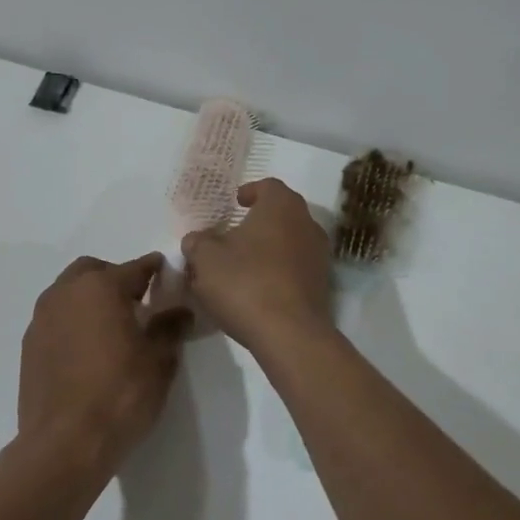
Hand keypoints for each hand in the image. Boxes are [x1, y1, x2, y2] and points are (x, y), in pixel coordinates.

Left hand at [19, 254, 190, 473]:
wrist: (63, 444)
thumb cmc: (119, 395)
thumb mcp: (159, 361)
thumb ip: (170, 328)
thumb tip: (180, 311)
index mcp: (101, 287)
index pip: (136, 267)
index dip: (156, 270)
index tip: (169, 277)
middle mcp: (66, 292)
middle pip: (94, 271)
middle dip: (116, 279)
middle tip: (137, 304)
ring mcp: (42, 318)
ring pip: (69, 292)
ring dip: (90, 299)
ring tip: (111, 328)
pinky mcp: (29, 345)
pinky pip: (56, 318)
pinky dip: (73, 321)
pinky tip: (87, 350)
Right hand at [181, 179, 333, 353]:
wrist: (290, 333)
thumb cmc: (245, 282)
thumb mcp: (206, 259)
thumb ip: (198, 243)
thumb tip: (197, 240)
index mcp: (281, 206)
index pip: (268, 186)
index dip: (250, 191)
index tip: (235, 203)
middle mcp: (307, 223)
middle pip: (282, 213)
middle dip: (258, 222)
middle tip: (233, 235)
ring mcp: (319, 255)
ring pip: (290, 241)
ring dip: (268, 248)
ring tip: (242, 265)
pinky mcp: (322, 285)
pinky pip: (296, 268)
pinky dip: (278, 271)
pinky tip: (258, 289)